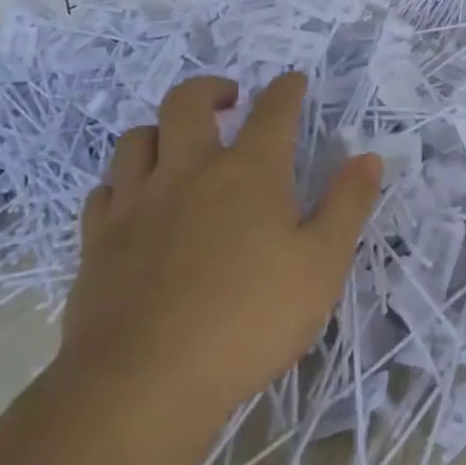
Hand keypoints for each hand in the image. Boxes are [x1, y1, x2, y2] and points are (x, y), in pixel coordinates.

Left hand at [58, 74, 381, 429]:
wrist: (144, 383)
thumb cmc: (251, 319)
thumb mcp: (322, 264)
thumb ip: (347, 205)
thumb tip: (368, 157)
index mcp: (249, 172)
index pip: (272, 112)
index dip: (286, 90)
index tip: (293, 81)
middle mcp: (188, 172)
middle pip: (187, 104)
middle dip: (211, 88)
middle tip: (229, 98)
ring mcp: (136, 204)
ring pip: (137, 140)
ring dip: (161, 129)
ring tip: (179, 143)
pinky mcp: (97, 242)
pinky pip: (104, 191)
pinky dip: (124, 182)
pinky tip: (135, 200)